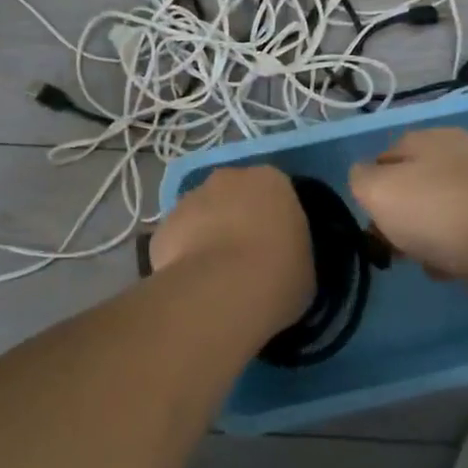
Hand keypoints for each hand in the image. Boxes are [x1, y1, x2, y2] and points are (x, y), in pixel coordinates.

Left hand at [148, 166, 314, 329]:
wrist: (222, 290)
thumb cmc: (279, 274)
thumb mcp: (304, 265)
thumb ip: (290, 250)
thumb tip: (280, 258)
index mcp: (270, 180)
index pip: (273, 190)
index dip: (272, 218)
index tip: (275, 245)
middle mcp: (227, 178)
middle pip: (232, 194)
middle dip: (234, 218)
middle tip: (244, 256)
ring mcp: (189, 199)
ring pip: (200, 214)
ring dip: (206, 234)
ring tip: (215, 275)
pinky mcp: (162, 226)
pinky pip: (176, 239)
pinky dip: (181, 255)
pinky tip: (192, 283)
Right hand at [349, 128, 467, 281]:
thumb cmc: (434, 210)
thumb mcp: (375, 189)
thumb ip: (360, 179)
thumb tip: (365, 177)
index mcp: (429, 138)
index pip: (385, 156)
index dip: (371, 187)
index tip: (368, 218)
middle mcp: (461, 155)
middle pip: (413, 186)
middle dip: (398, 215)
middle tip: (389, 243)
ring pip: (438, 212)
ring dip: (423, 237)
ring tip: (419, 259)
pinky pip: (464, 236)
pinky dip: (451, 252)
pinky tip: (447, 268)